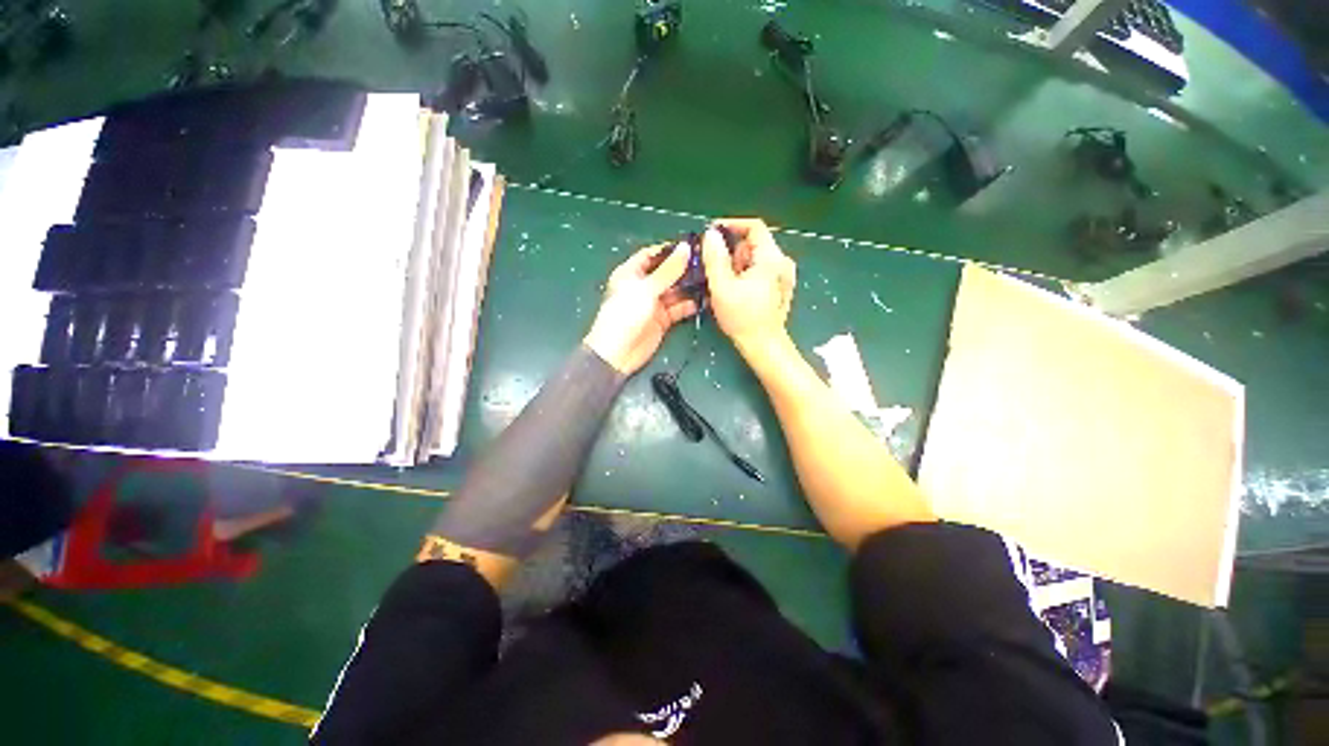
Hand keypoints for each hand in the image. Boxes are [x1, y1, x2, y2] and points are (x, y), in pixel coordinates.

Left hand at [584, 242, 697, 374]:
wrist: (618, 353)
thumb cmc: (626, 315)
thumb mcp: (646, 289)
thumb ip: (668, 271)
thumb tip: (685, 248)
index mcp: (631, 273)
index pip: (651, 255)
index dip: (669, 250)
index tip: (692, 245)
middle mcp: (643, 286)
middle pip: (666, 273)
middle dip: (684, 268)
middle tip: (708, 262)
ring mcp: (653, 304)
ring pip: (675, 291)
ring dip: (690, 287)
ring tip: (711, 279)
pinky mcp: (662, 320)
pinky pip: (678, 309)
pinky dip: (689, 305)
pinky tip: (704, 300)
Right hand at [701, 219, 796, 348]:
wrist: (764, 346)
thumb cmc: (743, 318)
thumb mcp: (722, 287)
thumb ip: (715, 258)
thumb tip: (711, 234)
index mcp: (771, 258)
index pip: (754, 226)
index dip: (731, 225)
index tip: (712, 234)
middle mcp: (782, 262)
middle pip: (753, 243)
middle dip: (732, 252)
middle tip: (716, 270)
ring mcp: (783, 276)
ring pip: (754, 258)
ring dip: (736, 265)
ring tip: (724, 284)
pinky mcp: (780, 287)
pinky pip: (759, 270)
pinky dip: (745, 274)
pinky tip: (735, 291)